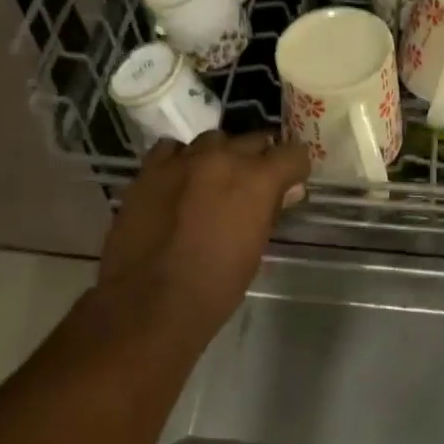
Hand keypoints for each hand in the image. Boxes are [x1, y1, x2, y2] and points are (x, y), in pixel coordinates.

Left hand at [99, 131, 309, 335]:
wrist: (149, 303)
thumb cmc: (215, 286)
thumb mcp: (255, 250)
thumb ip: (271, 211)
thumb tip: (286, 191)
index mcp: (257, 179)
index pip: (293, 153)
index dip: (295, 168)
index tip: (291, 181)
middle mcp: (223, 158)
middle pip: (253, 140)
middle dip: (259, 159)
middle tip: (252, 184)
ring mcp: (183, 159)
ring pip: (212, 140)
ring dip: (219, 157)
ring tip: (212, 182)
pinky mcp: (149, 169)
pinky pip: (172, 149)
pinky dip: (180, 160)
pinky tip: (178, 181)